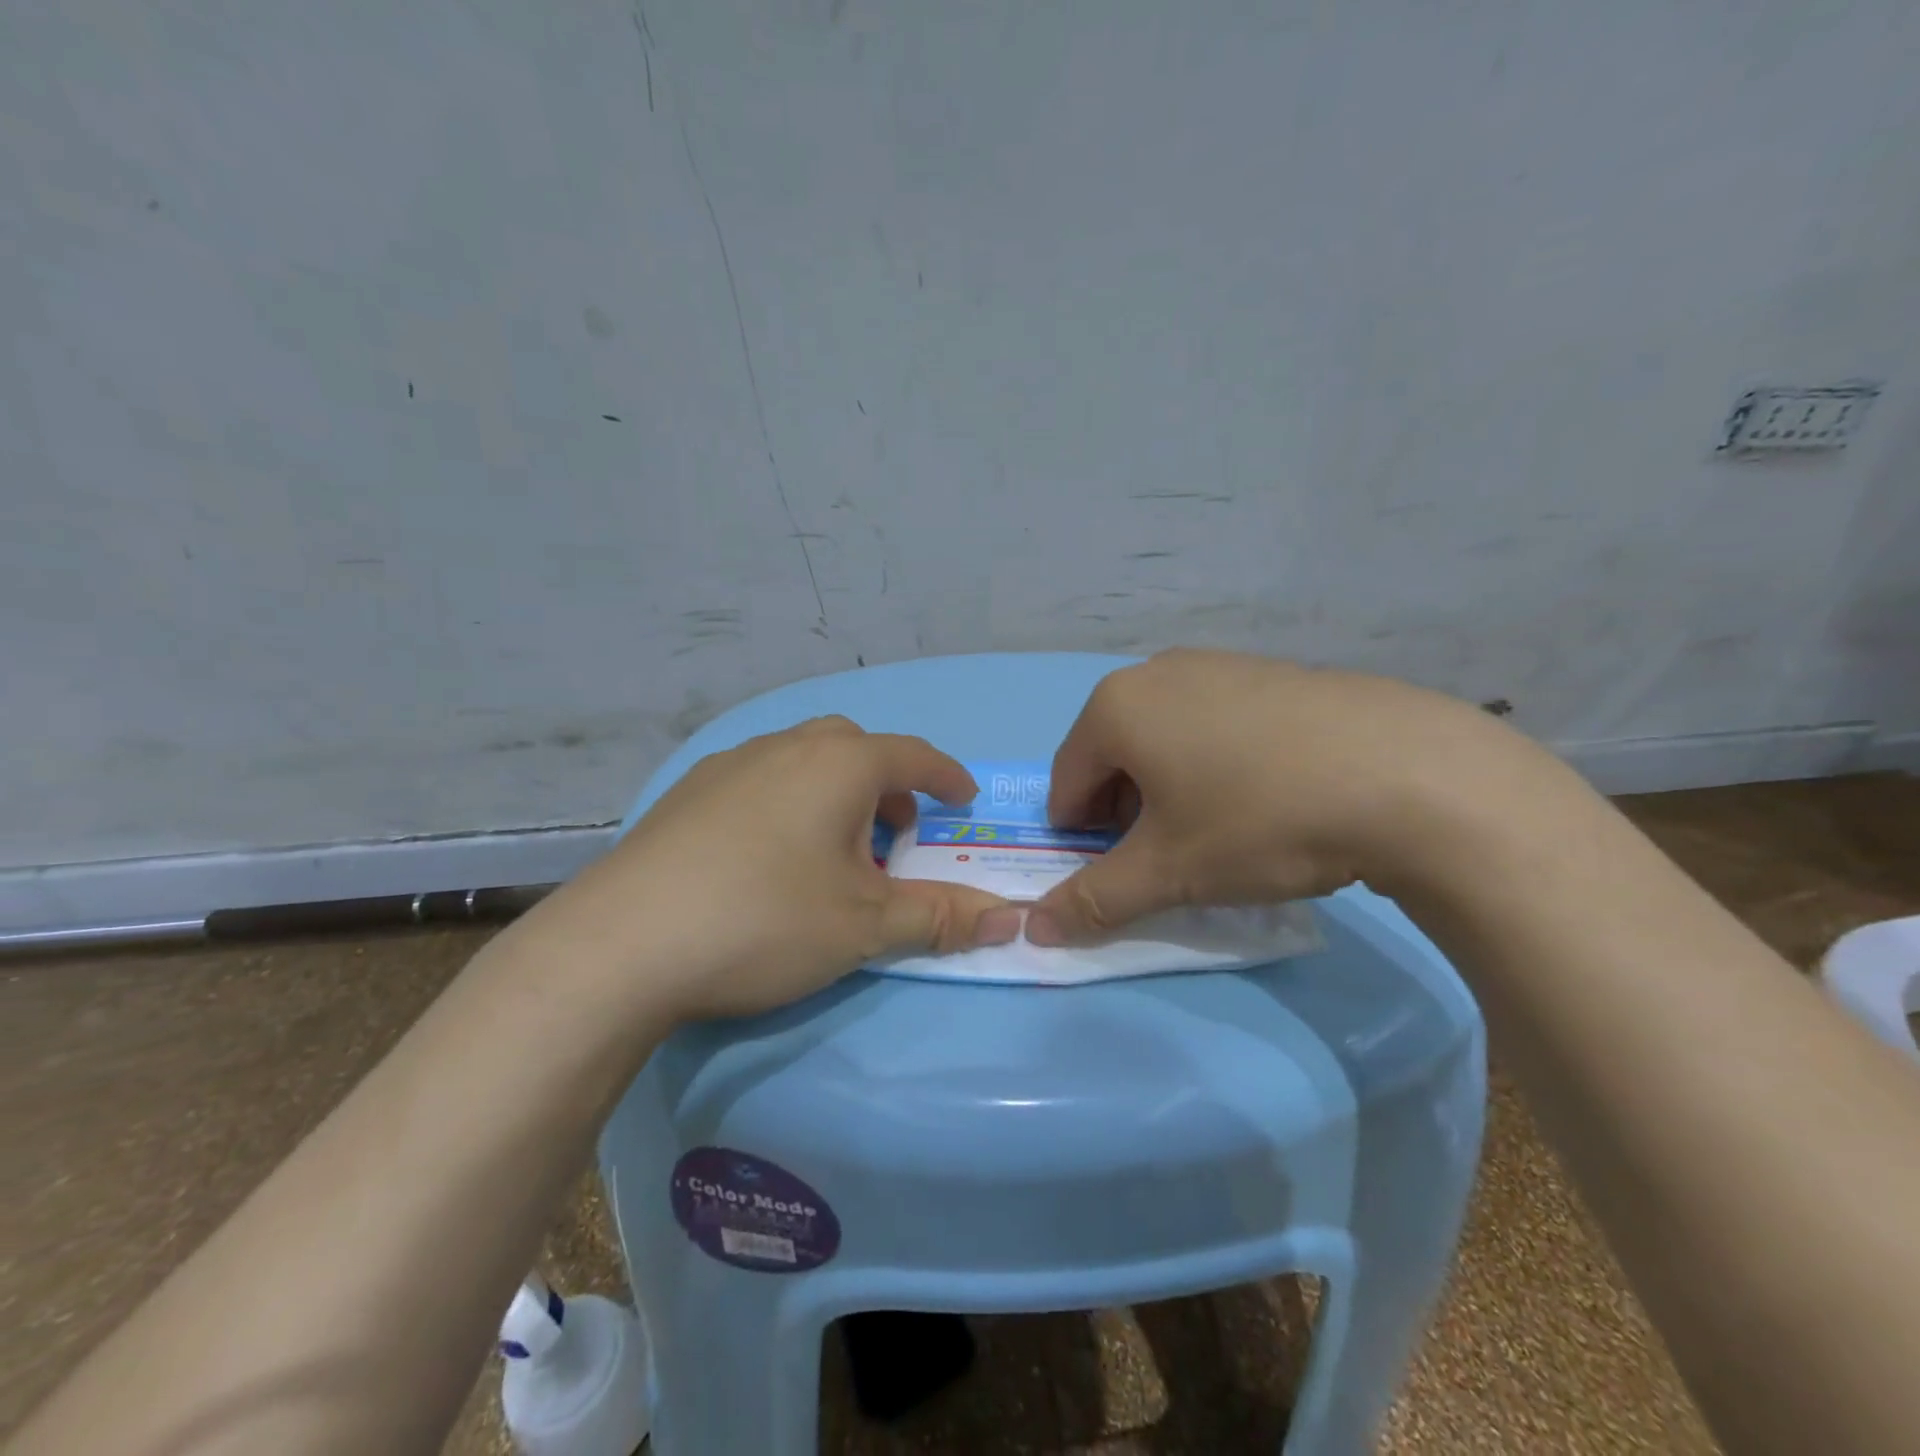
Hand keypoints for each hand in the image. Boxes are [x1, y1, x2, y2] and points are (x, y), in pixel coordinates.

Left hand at [553, 716, 1021, 1020]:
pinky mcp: (687, 793)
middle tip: (895, 834)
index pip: (912, 756)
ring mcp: (729, 765)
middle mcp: (785, 747)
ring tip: (832, 850)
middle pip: (855, 748)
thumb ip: (941, 917)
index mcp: (838, 764)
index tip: (963, 800)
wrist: (623, 944)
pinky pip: (759, 780)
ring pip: (802, 760)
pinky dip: (787, 802)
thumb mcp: (866, 925)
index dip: (945, 777)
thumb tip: (1011, 919)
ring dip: (834, 793)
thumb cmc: (766, 920)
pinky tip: (767, 856)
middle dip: (887, 785)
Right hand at [1026, 649, 1567, 944]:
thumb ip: (1094, 900)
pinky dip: (1217, 763)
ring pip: (1165, 739)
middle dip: (1127, 813)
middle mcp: (1156, 671)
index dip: (1083, 839)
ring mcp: (1218, 664)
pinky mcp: (1270, 672)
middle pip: (1113, 757)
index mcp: (1114, 707)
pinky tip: (1268, 796)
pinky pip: (1214, 723)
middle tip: (1174, 857)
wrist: (1410, 774)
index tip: (1125, 874)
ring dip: (1171, 789)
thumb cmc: (1259, 820)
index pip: (1066, 783)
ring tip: (1223, 830)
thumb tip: (1031, 930)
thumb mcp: (1169, 871)